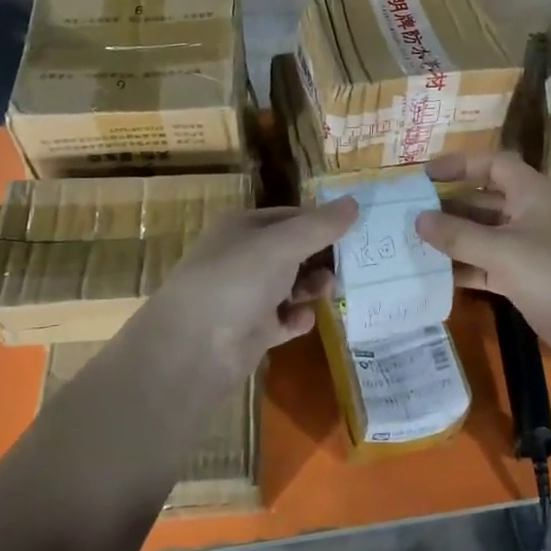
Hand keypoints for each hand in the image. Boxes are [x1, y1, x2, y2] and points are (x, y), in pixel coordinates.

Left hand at [123, 198, 358, 392]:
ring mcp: (247, 295)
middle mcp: (245, 257)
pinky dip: (297, 319)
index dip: (323, 222)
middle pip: (295, 251)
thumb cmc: (237, 281)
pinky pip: (286, 319)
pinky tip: (301, 321)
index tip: (356, 231)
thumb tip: (355, 201)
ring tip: (325, 292)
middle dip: (321, 258)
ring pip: (292, 285)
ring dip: (313, 287)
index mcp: (244, 227)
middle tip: (350, 266)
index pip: (293, 216)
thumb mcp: (282, 245)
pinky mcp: (253, 330)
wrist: (193, 348)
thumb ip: (320, 226)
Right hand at [414, 153, 550, 378]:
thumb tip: (418, 218)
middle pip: (485, 201)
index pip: (493, 165)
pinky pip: (490, 266)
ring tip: (412, 245)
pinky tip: (436, 277)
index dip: (460, 165)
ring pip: (485, 236)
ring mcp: (531, 249)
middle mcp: (531, 215)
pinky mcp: (529, 280)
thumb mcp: (503, 251)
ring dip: (454, 240)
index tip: (424, 176)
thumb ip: (459, 234)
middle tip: (408, 215)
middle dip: (449, 206)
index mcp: (532, 193)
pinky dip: (467, 269)